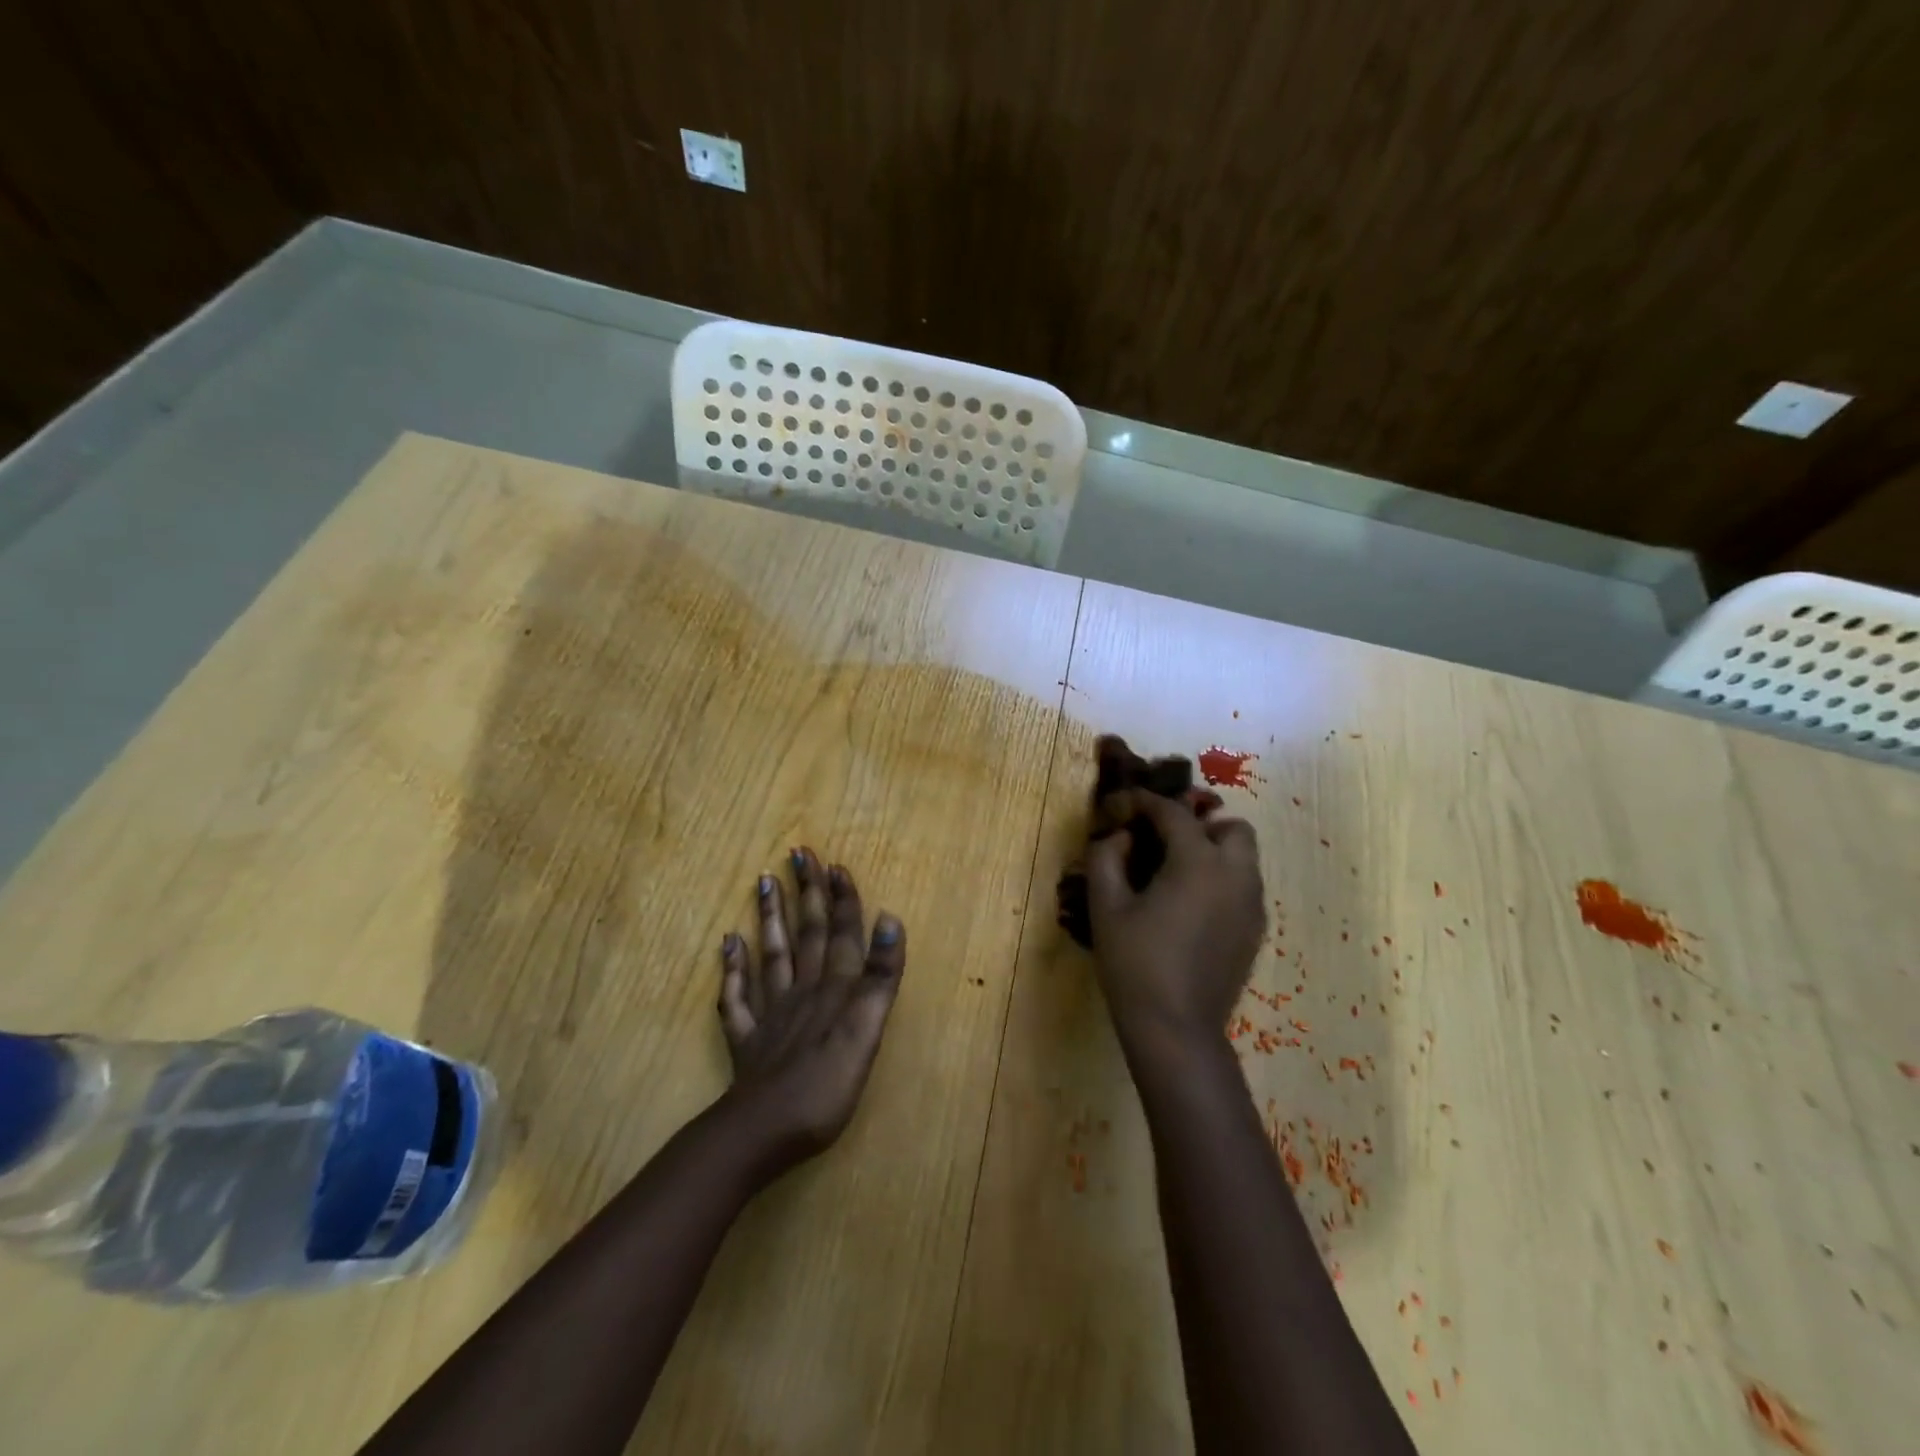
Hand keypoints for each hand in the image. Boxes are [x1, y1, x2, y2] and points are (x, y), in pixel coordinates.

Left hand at [716, 849, 905, 1171]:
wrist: (761, 1133)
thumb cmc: (824, 1087)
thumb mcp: (866, 1031)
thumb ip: (879, 977)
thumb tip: (890, 919)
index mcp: (834, 989)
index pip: (842, 933)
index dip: (842, 899)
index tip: (835, 863)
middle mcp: (803, 991)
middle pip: (807, 934)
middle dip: (807, 892)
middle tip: (799, 853)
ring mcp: (771, 1014)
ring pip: (772, 954)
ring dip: (771, 915)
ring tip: (765, 879)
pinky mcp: (748, 1040)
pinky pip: (737, 996)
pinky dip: (732, 967)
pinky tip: (728, 942)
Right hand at [1086, 791, 1264, 1050]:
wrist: (1176, 1029)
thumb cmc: (1134, 963)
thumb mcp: (1106, 905)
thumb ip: (1107, 857)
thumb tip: (1121, 836)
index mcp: (1199, 862)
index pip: (1173, 813)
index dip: (1144, 802)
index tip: (1122, 805)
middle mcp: (1236, 875)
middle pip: (1230, 826)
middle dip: (1198, 823)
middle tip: (1163, 839)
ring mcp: (1252, 905)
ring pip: (1243, 857)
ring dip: (1212, 850)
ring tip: (1174, 871)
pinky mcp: (1254, 931)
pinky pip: (1243, 886)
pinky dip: (1221, 878)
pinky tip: (1189, 904)